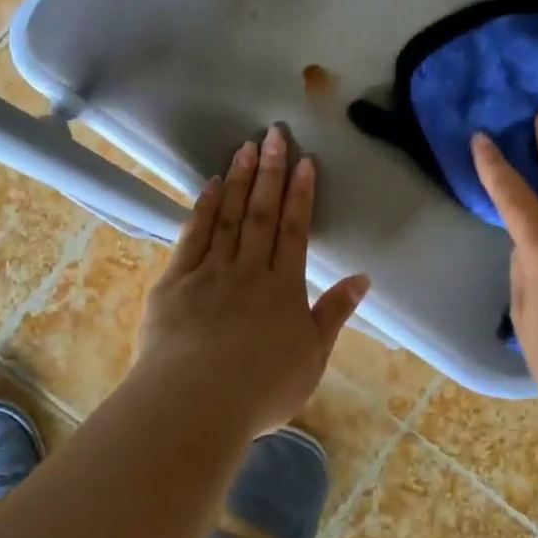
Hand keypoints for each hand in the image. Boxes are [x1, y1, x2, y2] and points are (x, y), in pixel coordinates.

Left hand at [136, 125, 370, 434]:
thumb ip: (334, 314)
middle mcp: (249, 271)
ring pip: (228, 217)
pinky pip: (192, 236)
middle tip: (274, 134)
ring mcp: (209, 272)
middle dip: (270, 173)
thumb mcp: (312, 358)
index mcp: (284, 289)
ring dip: (238, 180)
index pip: (295, 231)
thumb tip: (362, 278)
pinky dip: (203, 209)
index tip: (304, 162)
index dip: (300, 195)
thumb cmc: (261, 389)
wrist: (196, 402)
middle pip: (261, 214)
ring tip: (246, 147)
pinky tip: (209, 185)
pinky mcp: (175, 281)